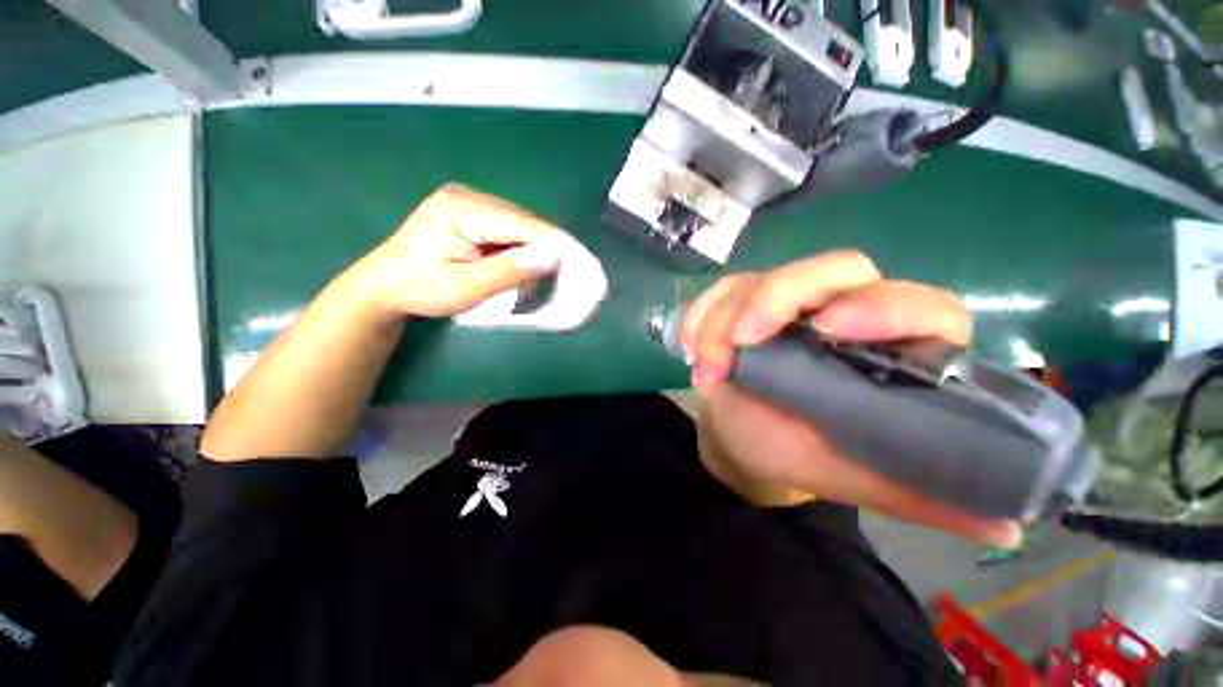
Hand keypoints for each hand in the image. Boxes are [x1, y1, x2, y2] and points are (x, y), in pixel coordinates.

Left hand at [361, 183, 566, 318]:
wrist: (385, 286)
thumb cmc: (418, 289)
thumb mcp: (463, 287)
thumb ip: (508, 272)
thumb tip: (554, 257)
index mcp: (461, 208)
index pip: (523, 224)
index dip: (556, 244)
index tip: (583, 266)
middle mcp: (471, 197)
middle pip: (527, 223)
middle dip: (552, 250)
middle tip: (574, 277)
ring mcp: (474, 205)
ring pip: (524, 228)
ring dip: (542, 252)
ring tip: (560, 276)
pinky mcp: (478, 218)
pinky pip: (514, 234)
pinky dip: (528, 252)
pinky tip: (534, 268)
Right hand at [682, 251, 1020, 546]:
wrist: (744, 436)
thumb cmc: (798, 452)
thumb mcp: (852, 474)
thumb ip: (916, 493)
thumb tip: (1007, 529)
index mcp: (887, 349)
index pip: (919, 304)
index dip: (884, 306)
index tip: (831, 329)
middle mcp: (840, 311)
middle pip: (830, 269)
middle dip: (778, 297)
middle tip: (742, 340)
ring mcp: (785, 302)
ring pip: (759, 280)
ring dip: (721, 321)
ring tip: (704, 373)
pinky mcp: (742, 302)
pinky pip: (719, 292)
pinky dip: (699, 317)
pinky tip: (690, 349)